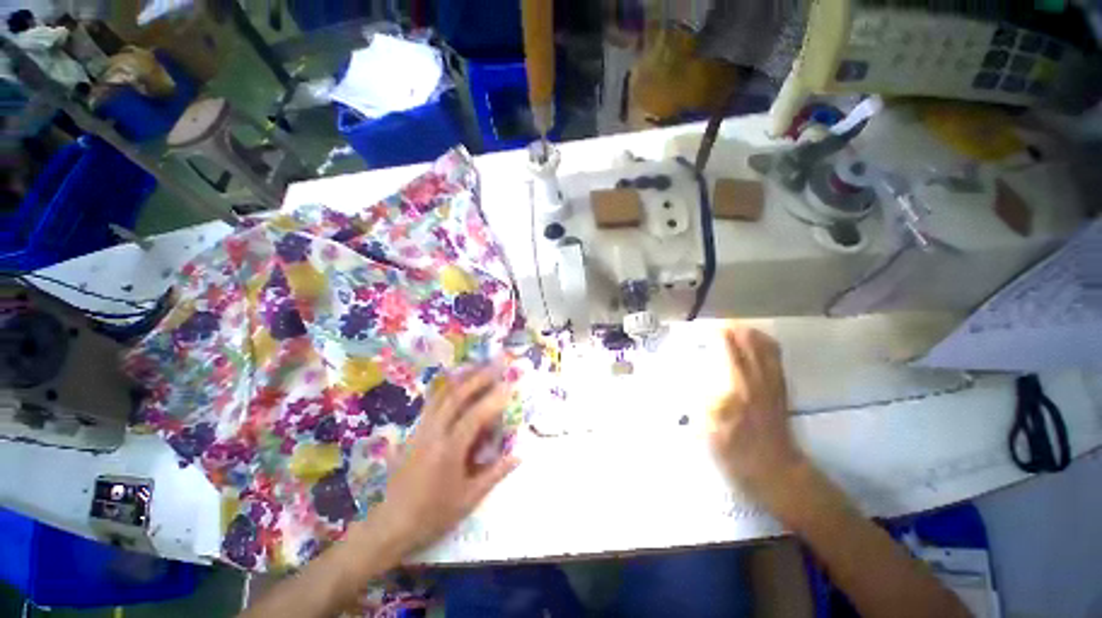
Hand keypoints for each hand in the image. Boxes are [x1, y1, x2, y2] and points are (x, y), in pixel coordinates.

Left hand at [363, 365, 519, 557]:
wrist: (387, 527)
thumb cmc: (431, 515)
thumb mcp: (469, 499)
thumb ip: (495, 473)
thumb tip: (519, 454)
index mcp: (449, 450)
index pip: (476, 415)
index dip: (495, 398)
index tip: (510, 385)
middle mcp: (433, 433)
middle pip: (456, 396)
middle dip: (478, 378)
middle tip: (496, 366)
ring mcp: (420, 430)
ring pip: (441, 395)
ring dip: (461, 378)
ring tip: (477, 366)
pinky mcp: (412, 433)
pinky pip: (431, 403)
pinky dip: (446, 388)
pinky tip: (454, 384)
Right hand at [707, 326, 805, 506]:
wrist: (776, 472)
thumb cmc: (735, 451)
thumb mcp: (706, 427)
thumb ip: (696, 397)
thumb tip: (688, 375)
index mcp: (736, 385)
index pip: (727, 347)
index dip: (715, 333)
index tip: (701, 330)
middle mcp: (756, 377)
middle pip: (748, 341)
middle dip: (731, 329)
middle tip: (715, 326)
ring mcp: (772, 382)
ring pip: (765, 346)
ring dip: (749, 333)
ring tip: (734, 329)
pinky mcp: (781, 389)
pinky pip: (776, 357)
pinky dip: (765, 345)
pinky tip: (757, 344)